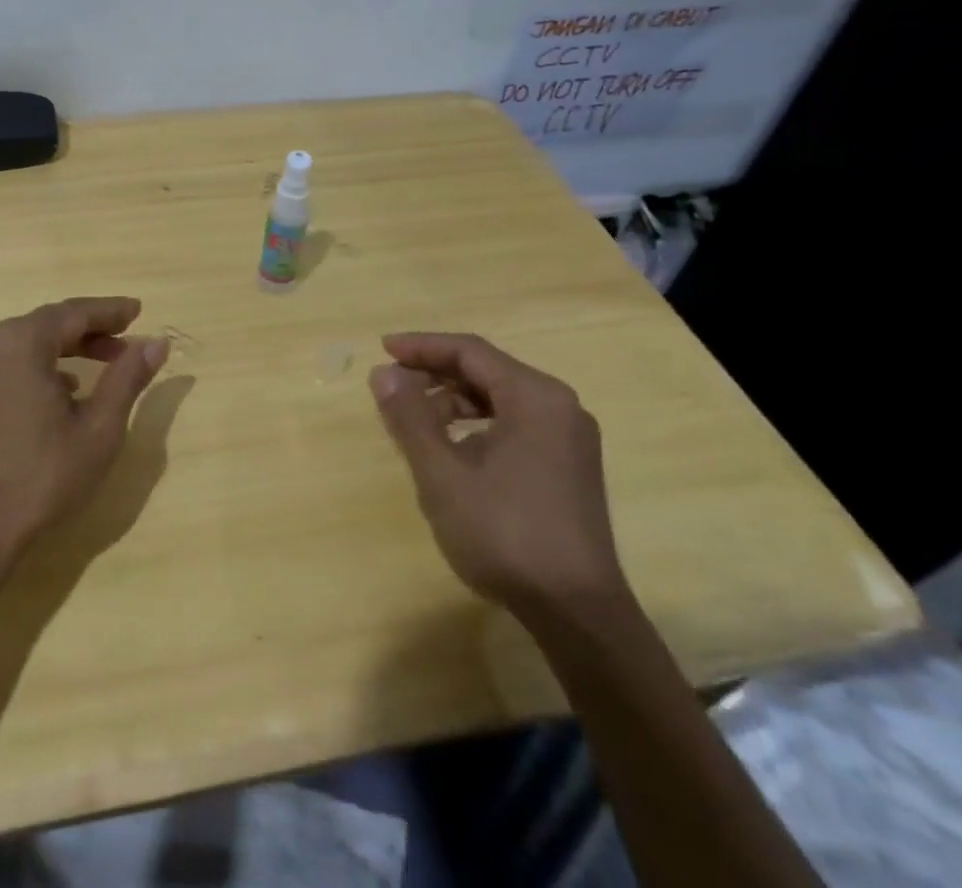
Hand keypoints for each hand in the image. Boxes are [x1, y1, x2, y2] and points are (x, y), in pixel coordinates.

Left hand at [0, 297, 165, 582]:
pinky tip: (69, 388)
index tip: (139, 310)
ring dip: (71, 347)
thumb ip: (128, 378)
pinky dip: (46, 365)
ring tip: (109, 361)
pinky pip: (15, 362)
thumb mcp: (99, 428)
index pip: (75, 313)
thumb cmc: (42, 476)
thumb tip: (156, 343)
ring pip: (33, 342)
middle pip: (52, 323)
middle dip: (93, 329)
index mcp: (21, 342)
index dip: (111, 311)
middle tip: (129, 337)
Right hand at [369, 332, 626, 622]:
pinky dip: (478, 426)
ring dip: (454, 402)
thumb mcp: (443, 475)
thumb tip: (383, 373)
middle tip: (392, 386)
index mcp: (535, 397)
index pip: (470, 351)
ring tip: (414, 421)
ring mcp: (568, 439)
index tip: (383, 350)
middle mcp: (559, 407)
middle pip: (487, 371)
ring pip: (500, 399)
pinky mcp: (569, 467)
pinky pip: (515, 424)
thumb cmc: (505, 535)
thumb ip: (410, 417)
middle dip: (435, 374)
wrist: (578, 615)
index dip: (422, 346)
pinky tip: (452, 450)